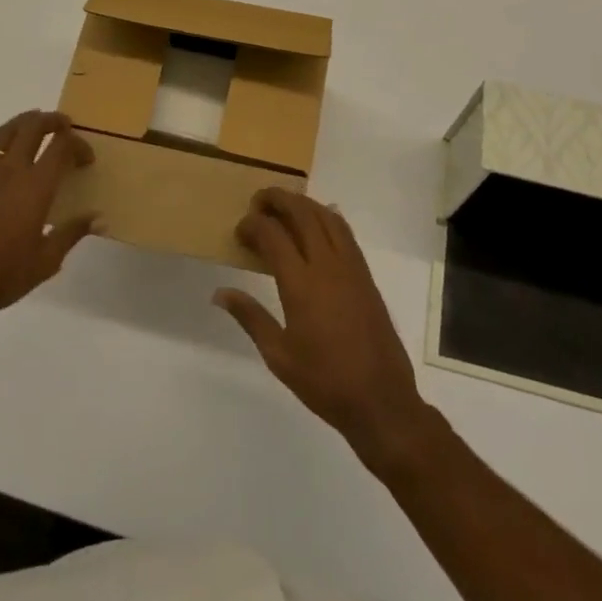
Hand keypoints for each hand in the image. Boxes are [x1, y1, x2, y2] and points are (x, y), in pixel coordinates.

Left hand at [0, 110, 98, 324]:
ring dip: (25, 124)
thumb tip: (98, 219)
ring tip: (34, 129)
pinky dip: (2, 149)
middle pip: (33, 126)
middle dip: (52, 120)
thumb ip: (72, 233)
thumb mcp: (46, 260)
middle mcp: (9, 169)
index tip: (85, 158)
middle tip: (63, 125)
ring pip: (6, 131)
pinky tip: (3, 168)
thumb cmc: (2, 275)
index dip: (78, 144)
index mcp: (35, 186)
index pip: (62, 146)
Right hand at [214, 189, 430, 468]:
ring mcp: (351, 268)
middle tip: (257, 201)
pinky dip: (327, 217)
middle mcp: (327, 266)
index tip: (240, 230)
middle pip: (302, 213)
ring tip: (283, 205)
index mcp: (301, 284)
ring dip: (303, 203)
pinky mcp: (366, 275)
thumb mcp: (278, 356)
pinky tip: (317, 222)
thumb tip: (220, 293)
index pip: (273, 235)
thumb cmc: (324, 382)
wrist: (381, 400)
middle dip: (277, 199)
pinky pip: (344, 232)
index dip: (253, 224)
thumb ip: (250, 317)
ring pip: (326, 217)